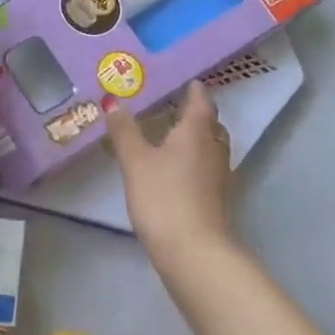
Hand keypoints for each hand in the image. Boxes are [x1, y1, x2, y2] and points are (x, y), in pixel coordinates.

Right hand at [103, 80, 234, 260]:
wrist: (194, 253)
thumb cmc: (164, 197)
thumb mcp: (136, 161)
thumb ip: (125, 131)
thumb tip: (114, 101)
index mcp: (197, 132)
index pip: (201, 102)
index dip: (195, 90)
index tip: (187, 81)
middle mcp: (214, 149)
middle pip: (210, 125)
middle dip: (196, 115)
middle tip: (175, 107)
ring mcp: (219, 177)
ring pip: (211, 148)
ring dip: (196, 140)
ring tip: (172, 138)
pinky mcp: (217, 200)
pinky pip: (207, 169)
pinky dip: (194, 162)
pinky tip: (176, 171)